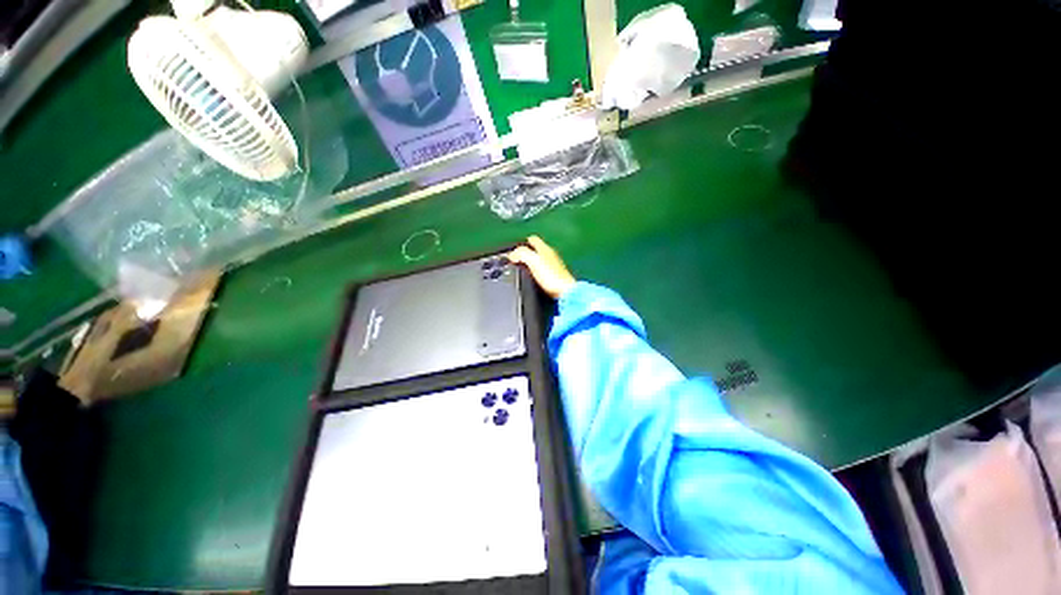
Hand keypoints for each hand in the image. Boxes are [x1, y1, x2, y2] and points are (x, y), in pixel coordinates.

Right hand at [509, 236, 576, 298]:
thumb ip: (521, 254)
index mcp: (545, 249)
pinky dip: (536, 272)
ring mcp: (554, 266)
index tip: (513, 251)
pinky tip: (532, 278)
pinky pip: (543, 270)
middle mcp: (550, 255)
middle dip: (525, 253)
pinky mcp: (555, 277)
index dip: (522, 243)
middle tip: (515, 261)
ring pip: (539, 260)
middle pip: (536, 249)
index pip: (532, 239)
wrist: (565, 292)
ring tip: (522, 269)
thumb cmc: (550, 276)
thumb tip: (512, 254)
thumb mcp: (533, 261)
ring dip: (530, 263)